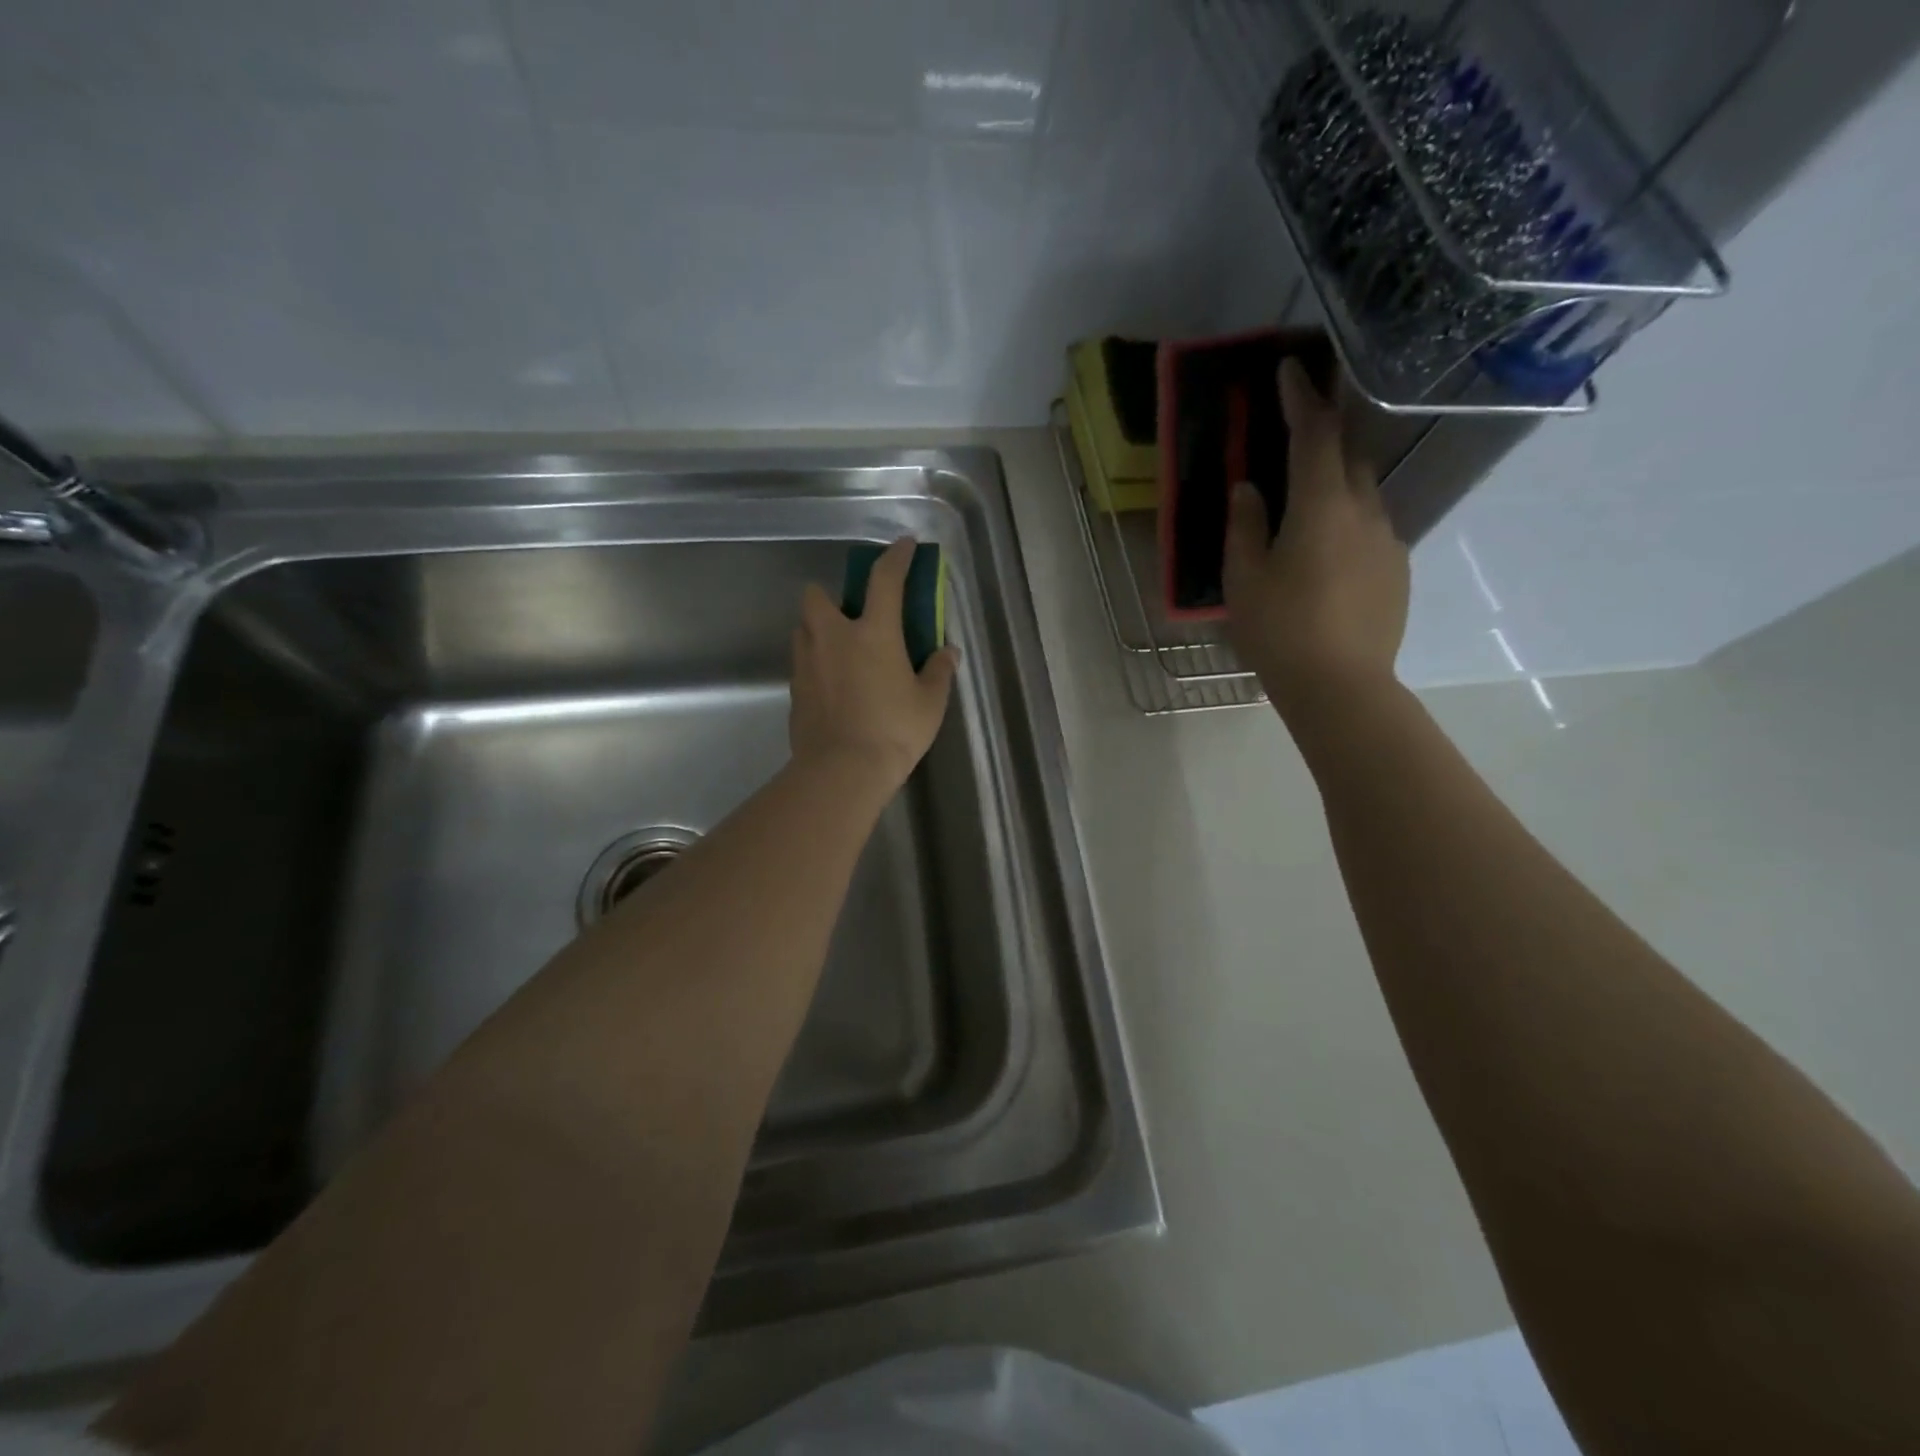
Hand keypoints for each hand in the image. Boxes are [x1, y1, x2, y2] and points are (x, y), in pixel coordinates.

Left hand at [790, 537, 959, 794]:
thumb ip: (938, 672)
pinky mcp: (794, 691)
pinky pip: (801, 664)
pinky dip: (815, 664)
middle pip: (817, 596)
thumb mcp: (929, 703)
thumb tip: (947, 653)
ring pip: (803, 629)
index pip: (884, 580)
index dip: (895, 557)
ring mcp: (807, 664)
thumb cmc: (894, 731)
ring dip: (818, 630)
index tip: (903, 546)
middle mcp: (833, 638)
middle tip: (851, 617)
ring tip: (841, 652)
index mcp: (873, 633)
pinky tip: (832, 686)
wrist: (842, 771)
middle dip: (830, 595)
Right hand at [1224, 358, 1409, 721]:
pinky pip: (1371, 528)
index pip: (1315, 434)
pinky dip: (1347, 523)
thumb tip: (1249, 488)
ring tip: (1306, 507)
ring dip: (1335, 485)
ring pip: (1363, 494)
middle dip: (1324, 436)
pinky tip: (1326, 557)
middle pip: (1349, 456)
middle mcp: (1364, 511)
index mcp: (1321, 506)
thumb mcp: (1245, 578)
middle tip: (1298, 431)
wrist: (1342, 686)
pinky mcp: (1398, 569)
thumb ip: (1245, 526)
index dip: (1301, 397)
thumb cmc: (1281, 630)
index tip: (1290, 368)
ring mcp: (1389, 540)